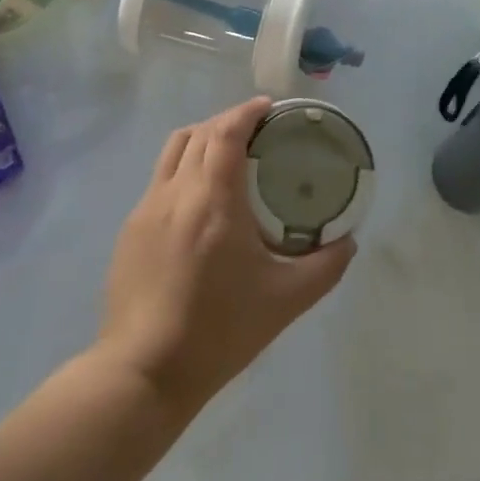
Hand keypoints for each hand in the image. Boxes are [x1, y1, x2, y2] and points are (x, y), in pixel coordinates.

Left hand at [96, 97, 354, 414]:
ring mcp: (147, 209)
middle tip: (257, 131)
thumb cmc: (220, 330)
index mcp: (214, 199)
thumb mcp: (286, 300)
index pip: (227, 131)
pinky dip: (184, 168)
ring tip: (227, 153)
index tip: (269, 107)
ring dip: (203, 138)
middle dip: (229, 121)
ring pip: (174, 149)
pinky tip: (200, 198)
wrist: (144, 373)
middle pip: (201, 132)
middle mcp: (177, 192)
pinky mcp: (131, 230)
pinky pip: (160, 179)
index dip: (247, 111)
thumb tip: (349, 241)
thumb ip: (325, 266)